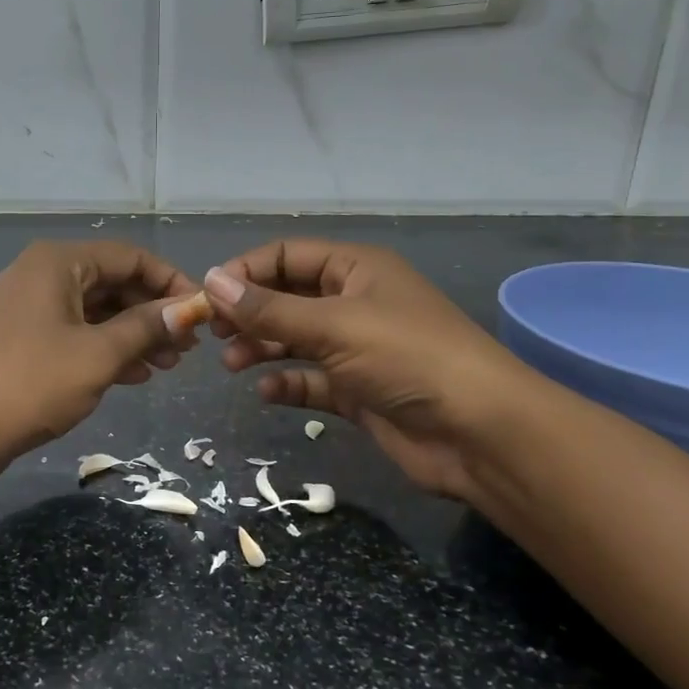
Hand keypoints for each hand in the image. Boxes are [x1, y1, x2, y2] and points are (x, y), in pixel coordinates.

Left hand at [0, 240, 201, 474]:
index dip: (171, 282)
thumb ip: (146, 327)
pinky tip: (135, 376)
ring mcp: (30, 309)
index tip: (201, 313)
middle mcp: (43, 275)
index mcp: (59, 262)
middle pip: (113, 283)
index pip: (130, 256)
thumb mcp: (98, 354)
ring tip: (168, 366)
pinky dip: (106, 351)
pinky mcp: (23, 342)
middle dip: (153, 313)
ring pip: (96, 313)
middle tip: (188, 348)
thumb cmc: (31, 382)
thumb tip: (188, 309)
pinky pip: (76, 335)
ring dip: (134, 336)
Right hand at [202, 240, 537, 499]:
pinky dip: (287, 383)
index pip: (288, 255)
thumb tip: (212, 281)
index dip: (246, 271)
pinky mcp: (358, 391)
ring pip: (295, 340)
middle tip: (213, 334)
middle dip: (249, 312)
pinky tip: (266, 391)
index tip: (209, 297)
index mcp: (356, 269)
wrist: (480, 433)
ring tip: (231, 363)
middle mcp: (354, 302)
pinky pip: (311, 380)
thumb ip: (269, 309)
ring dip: (261, 348)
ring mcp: (357, 348)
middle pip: (287, 297)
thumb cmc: (407, 358)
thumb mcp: (333, 325)